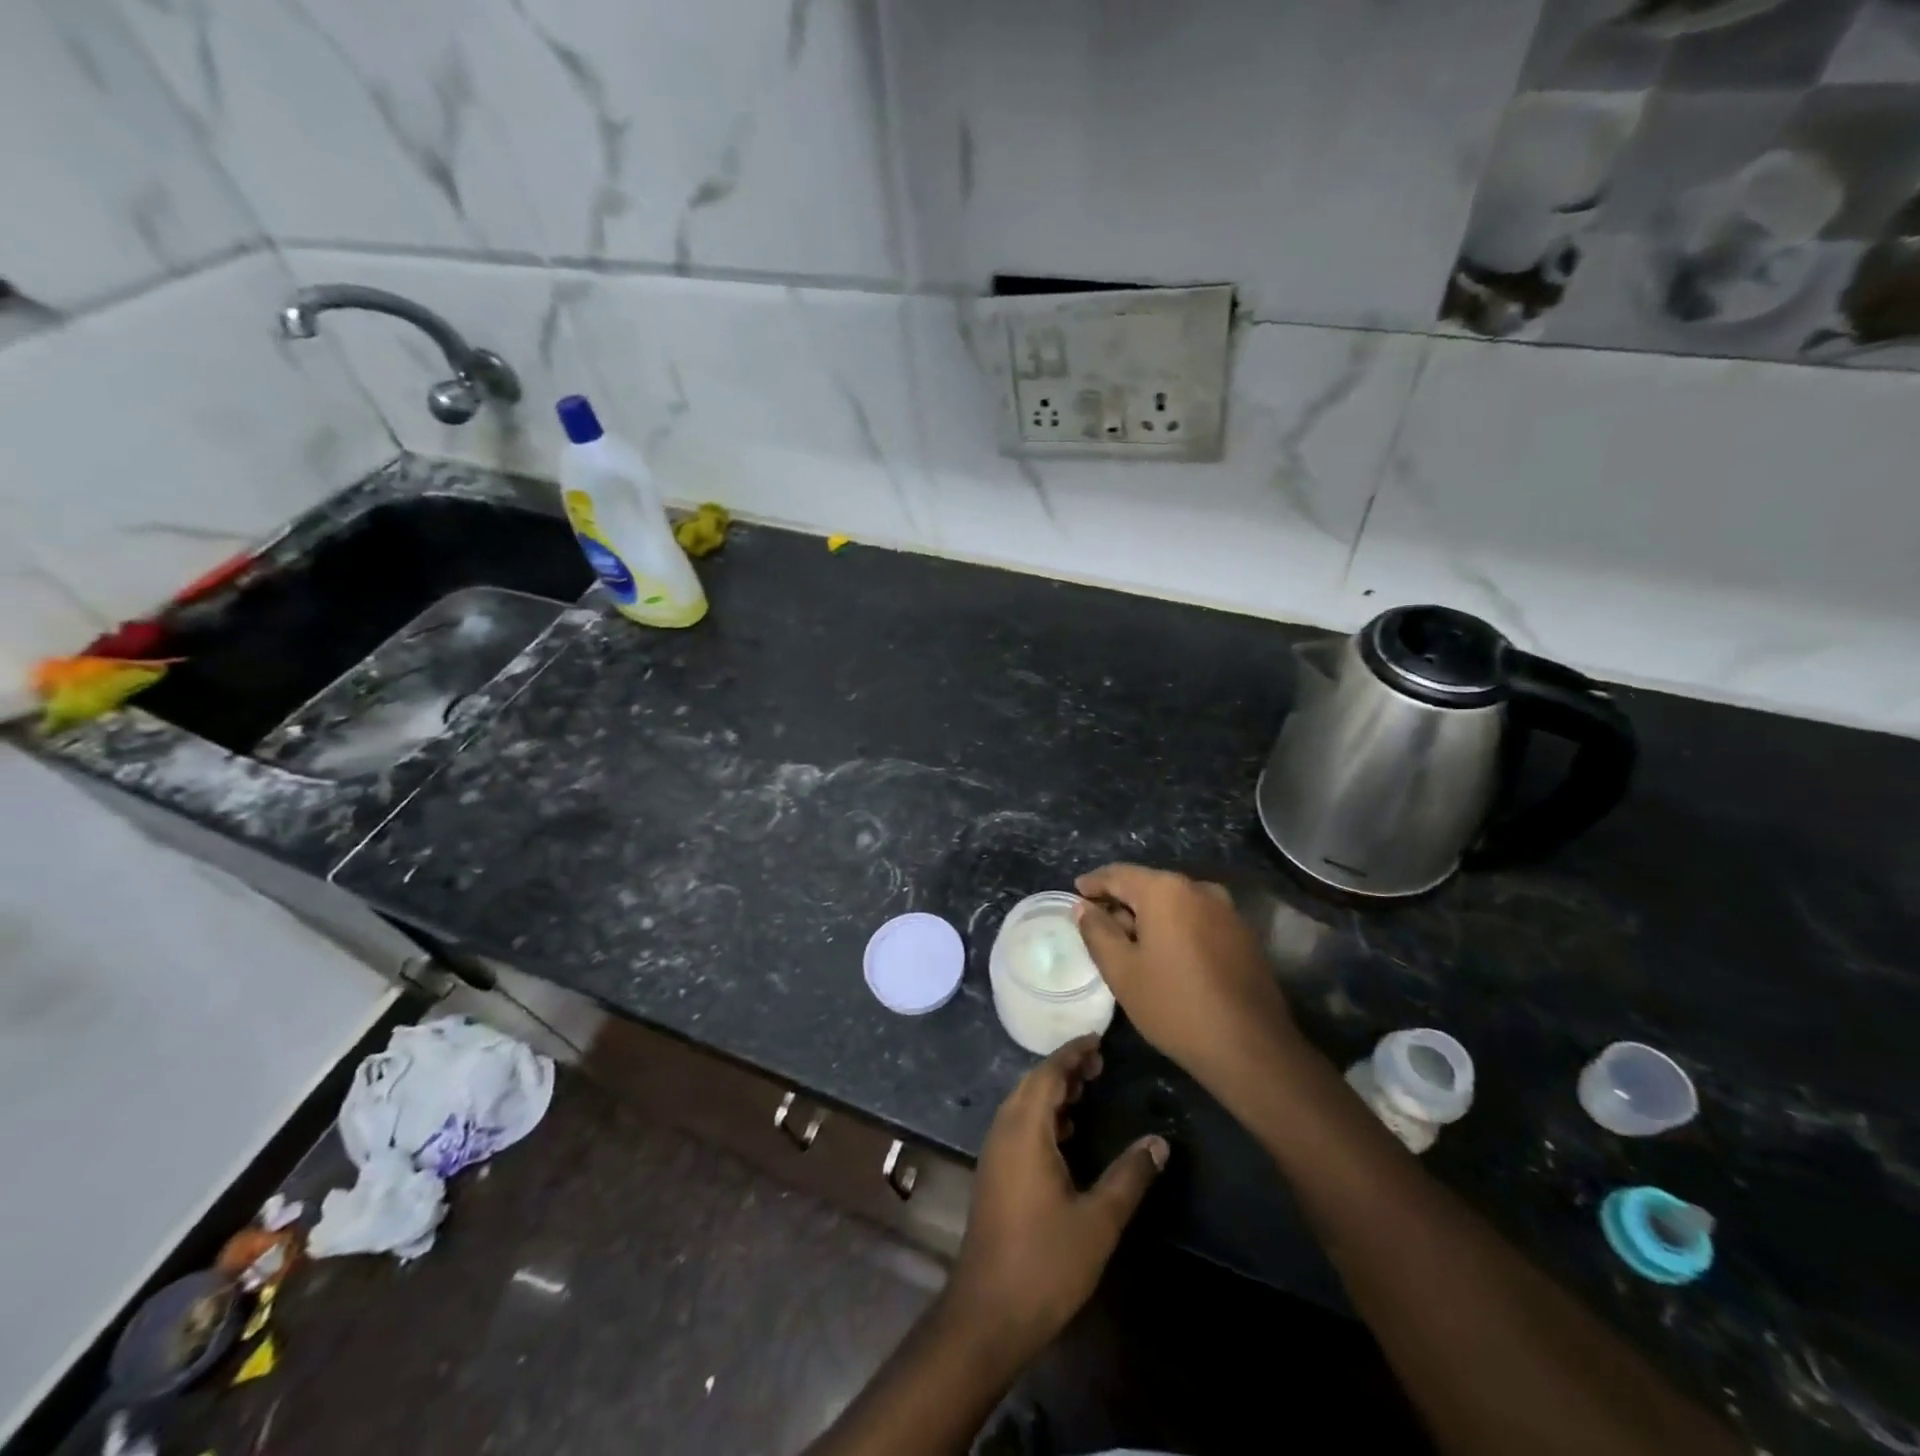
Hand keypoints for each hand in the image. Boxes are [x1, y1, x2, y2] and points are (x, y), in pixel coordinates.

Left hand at [945, 1036, 1167, 1359]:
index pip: (1048, 1073)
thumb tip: (1160, 1142)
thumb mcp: (1098, 1220)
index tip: (1098, 1040)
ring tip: (1088, 1091)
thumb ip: (1129, 1176)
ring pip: (1024, 1104)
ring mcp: (995, 1152)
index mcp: (1025, 1129)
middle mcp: (1004, 1130)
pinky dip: (1043, 1116)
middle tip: (1100, 1065)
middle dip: (1065, 1069)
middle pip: (1033, 1083)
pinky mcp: (994, 1173)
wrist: (988, 1312)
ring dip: (1053, 1092)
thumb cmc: (1045, 1262)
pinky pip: (1019, 1125)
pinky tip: (1068, 1134)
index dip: (1072, 1053)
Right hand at [1075, 864, 1306, 1100]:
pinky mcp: (1243, 934)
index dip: (1094, 883)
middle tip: (1099, 924)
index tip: (1076, 893)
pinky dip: (1176, 927)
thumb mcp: (1122, 971)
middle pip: (1149, 885)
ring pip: (1176, 903)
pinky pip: (1198, 919)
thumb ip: (1097, 932)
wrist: (1251, 1047)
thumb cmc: (1174, 1005)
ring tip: (1131, 942)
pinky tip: (1167, 955)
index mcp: (1165, 890)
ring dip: (1150, 916)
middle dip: (1122, 901)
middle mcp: (1199, 889)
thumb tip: (1084, 907)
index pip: (1119, 874)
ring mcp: (1226, 910)